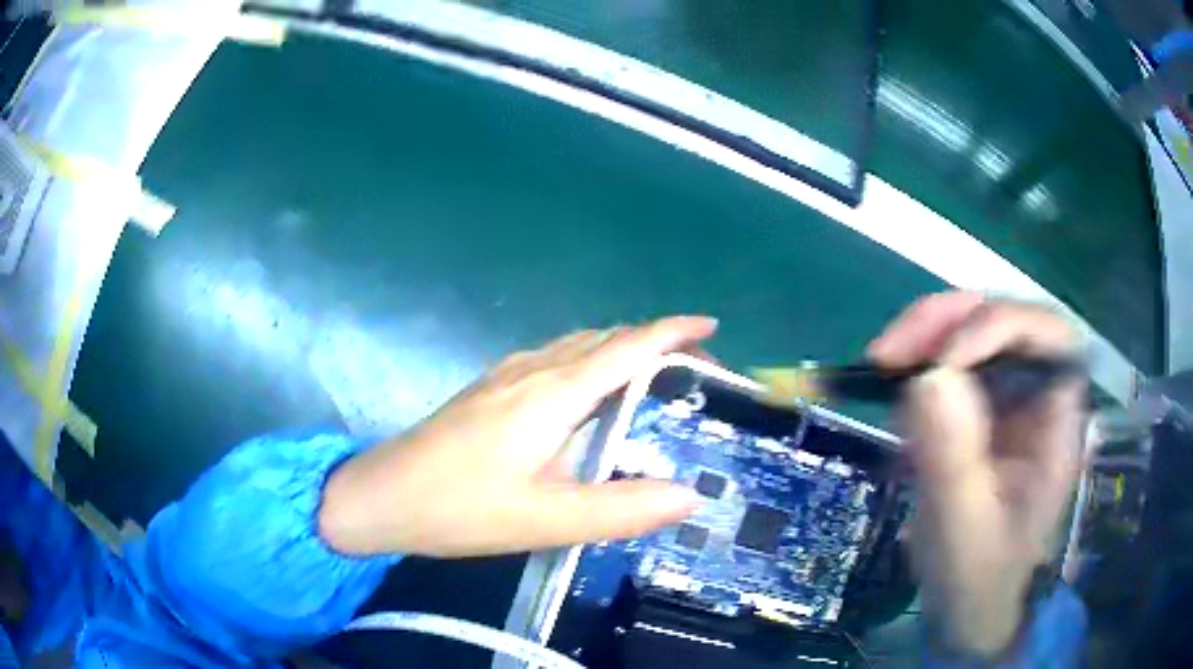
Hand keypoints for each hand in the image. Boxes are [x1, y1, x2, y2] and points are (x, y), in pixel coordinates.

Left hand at [318, 317, 716, 557]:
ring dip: (620, 351)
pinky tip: (587, 396)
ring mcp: (504, 376)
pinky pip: (553, 360)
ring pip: (576, 346)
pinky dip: (589, 363)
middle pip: (605, 339)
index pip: (627, 347)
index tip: (712, 328)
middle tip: (692, 369)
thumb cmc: (459, 508)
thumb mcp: (545, 522)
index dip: (673, 332)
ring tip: (651, 379)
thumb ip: (620, 510)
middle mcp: (531, 371)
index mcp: (552, 395)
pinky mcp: (488, 390)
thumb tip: (689, 496)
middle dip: (654, 343)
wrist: (380, 495)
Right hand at [868, 292, 1085, 656]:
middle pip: (1005, 321)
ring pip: (972, 331)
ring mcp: (1004, 399)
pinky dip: (915, 360)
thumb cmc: (977, 577)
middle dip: (951, 322)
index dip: (1005, 326)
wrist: (965, 604)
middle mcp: (1036, 397)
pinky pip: (946, 362)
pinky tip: (888, 381)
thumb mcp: (963, 530)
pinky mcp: (973, 408)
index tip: (947, 358)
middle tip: (893, 350)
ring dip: (925, 333)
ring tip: (882, 360)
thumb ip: (953, 460)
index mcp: (1056, 424)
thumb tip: (928, 377)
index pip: (1052, 339)